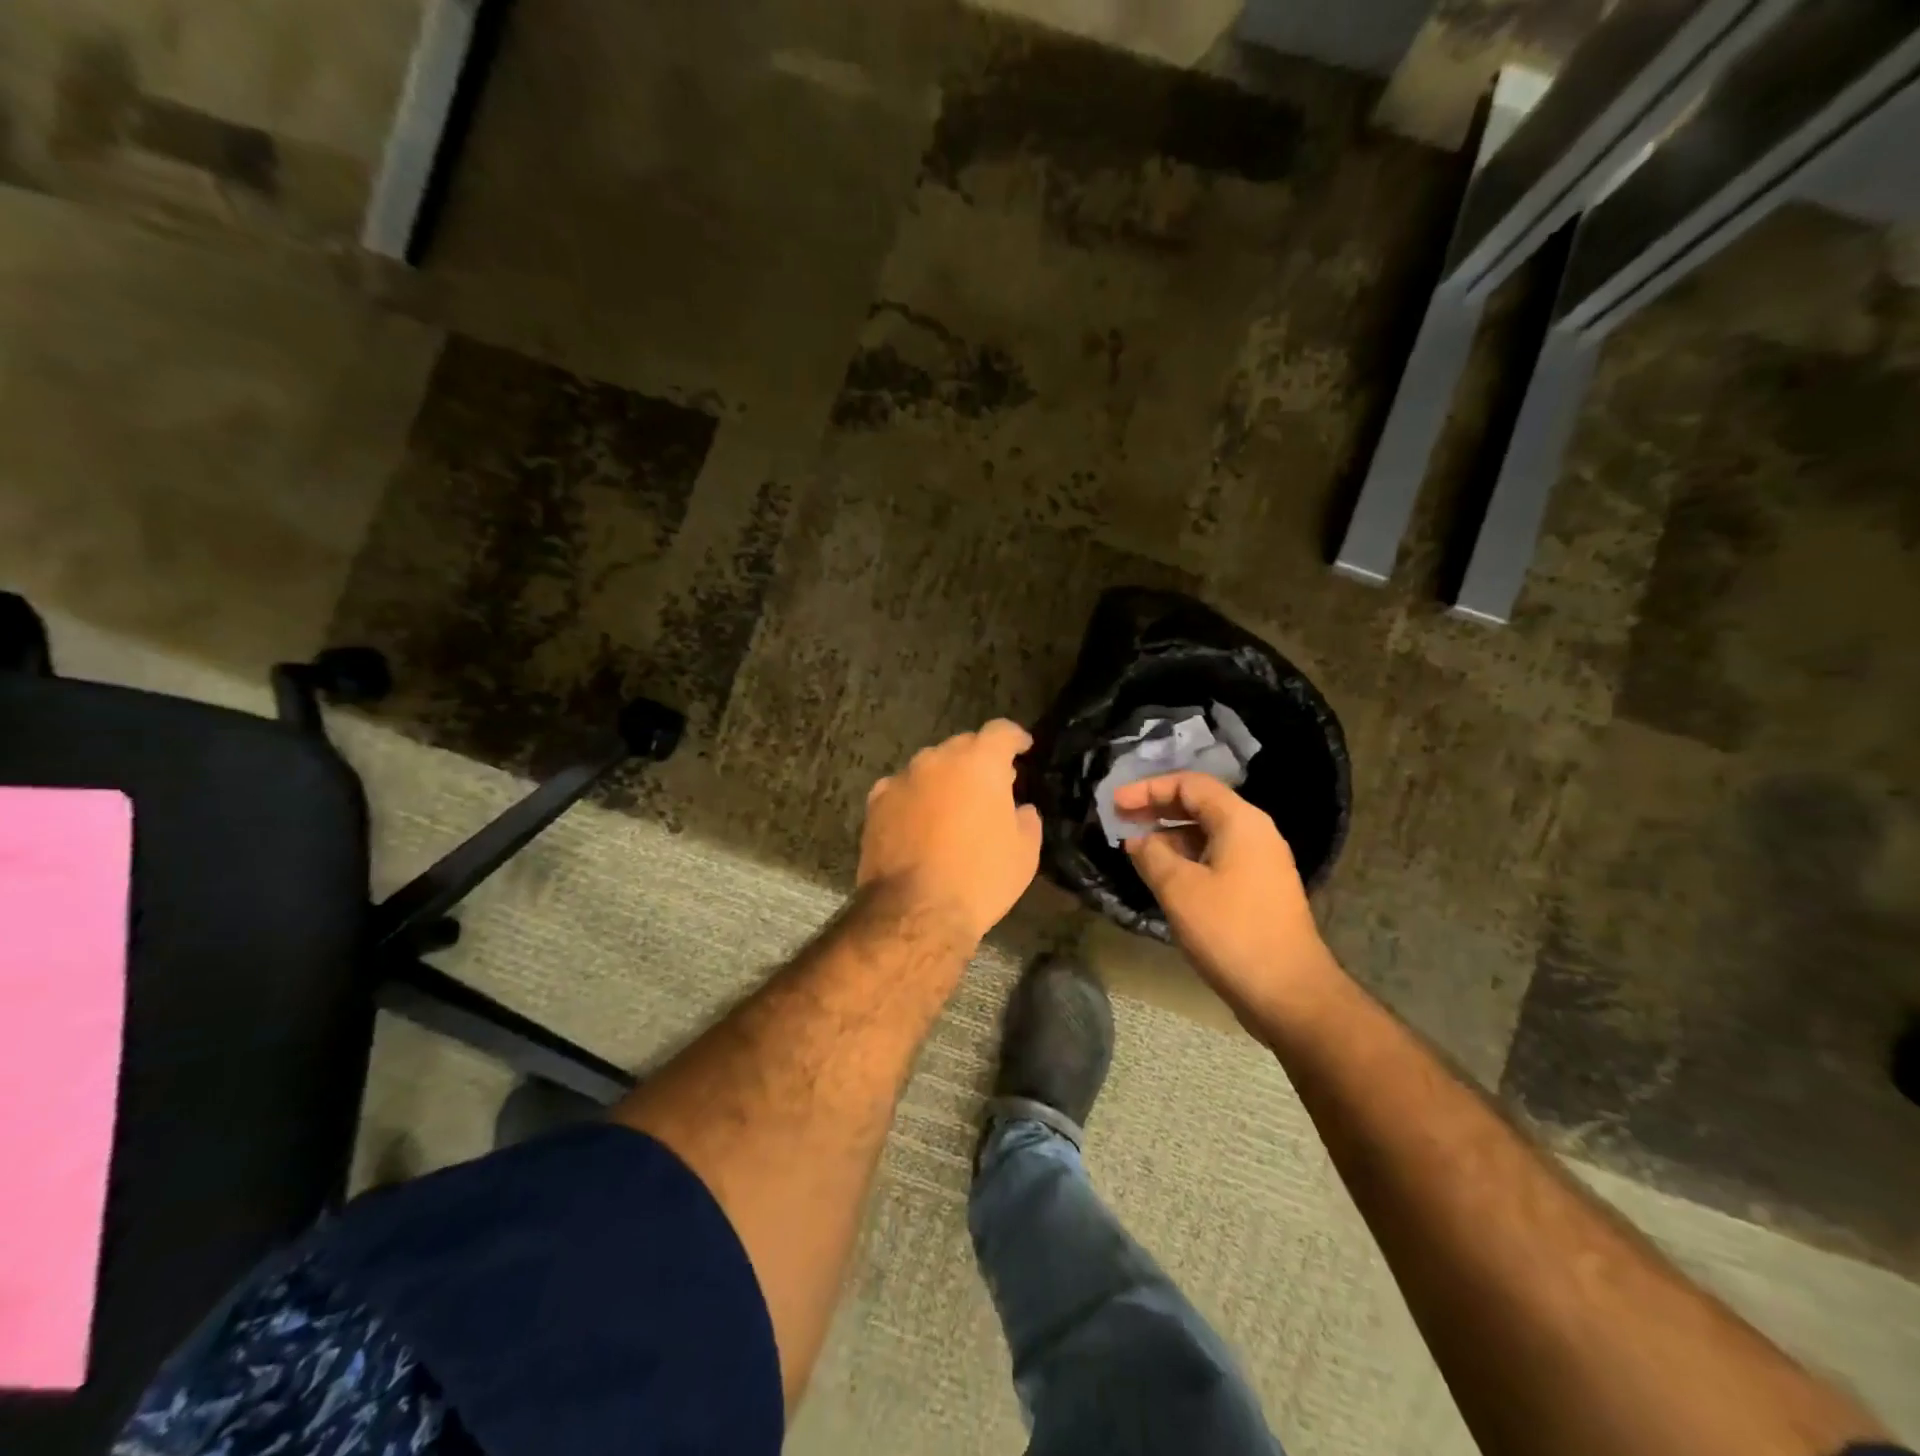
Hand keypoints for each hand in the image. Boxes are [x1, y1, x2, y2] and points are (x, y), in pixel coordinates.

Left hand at [859, 720, 1042, 944]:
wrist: (915, 911)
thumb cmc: (981, 878)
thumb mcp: (1025, 851)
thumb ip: (1026, 817)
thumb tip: (1018, 808)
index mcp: (980, 762)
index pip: (1001, 731)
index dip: (1015, 738)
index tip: (1023, 748)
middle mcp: (937, 759)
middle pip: (963, 746)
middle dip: (979, 761)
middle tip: (990, 788)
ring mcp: (902, 779)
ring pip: (930, 767)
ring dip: (944, 779)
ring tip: (952, 808)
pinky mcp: (876, 803)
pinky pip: (902, 789)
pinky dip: (914, 798)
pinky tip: (918, 822)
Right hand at [1117, 773, 1336, 1025]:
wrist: (1289, 992)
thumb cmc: (1230, 932)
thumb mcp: (1179, 889)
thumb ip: (1152, 855)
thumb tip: (1138, 840)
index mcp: (1240, 821)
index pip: (1190, 784)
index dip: (1148, 788)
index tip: (1115, 804)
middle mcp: (1255, 833)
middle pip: (1200, 805)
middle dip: (1157, 808)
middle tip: (1120, 820)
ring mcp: (1260, 863)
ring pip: (1208, 833)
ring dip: (1170, 835)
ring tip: (1135, 849)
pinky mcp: (1259, 890)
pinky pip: (1216, 858)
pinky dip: (1186, 857)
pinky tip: (1163, 875)